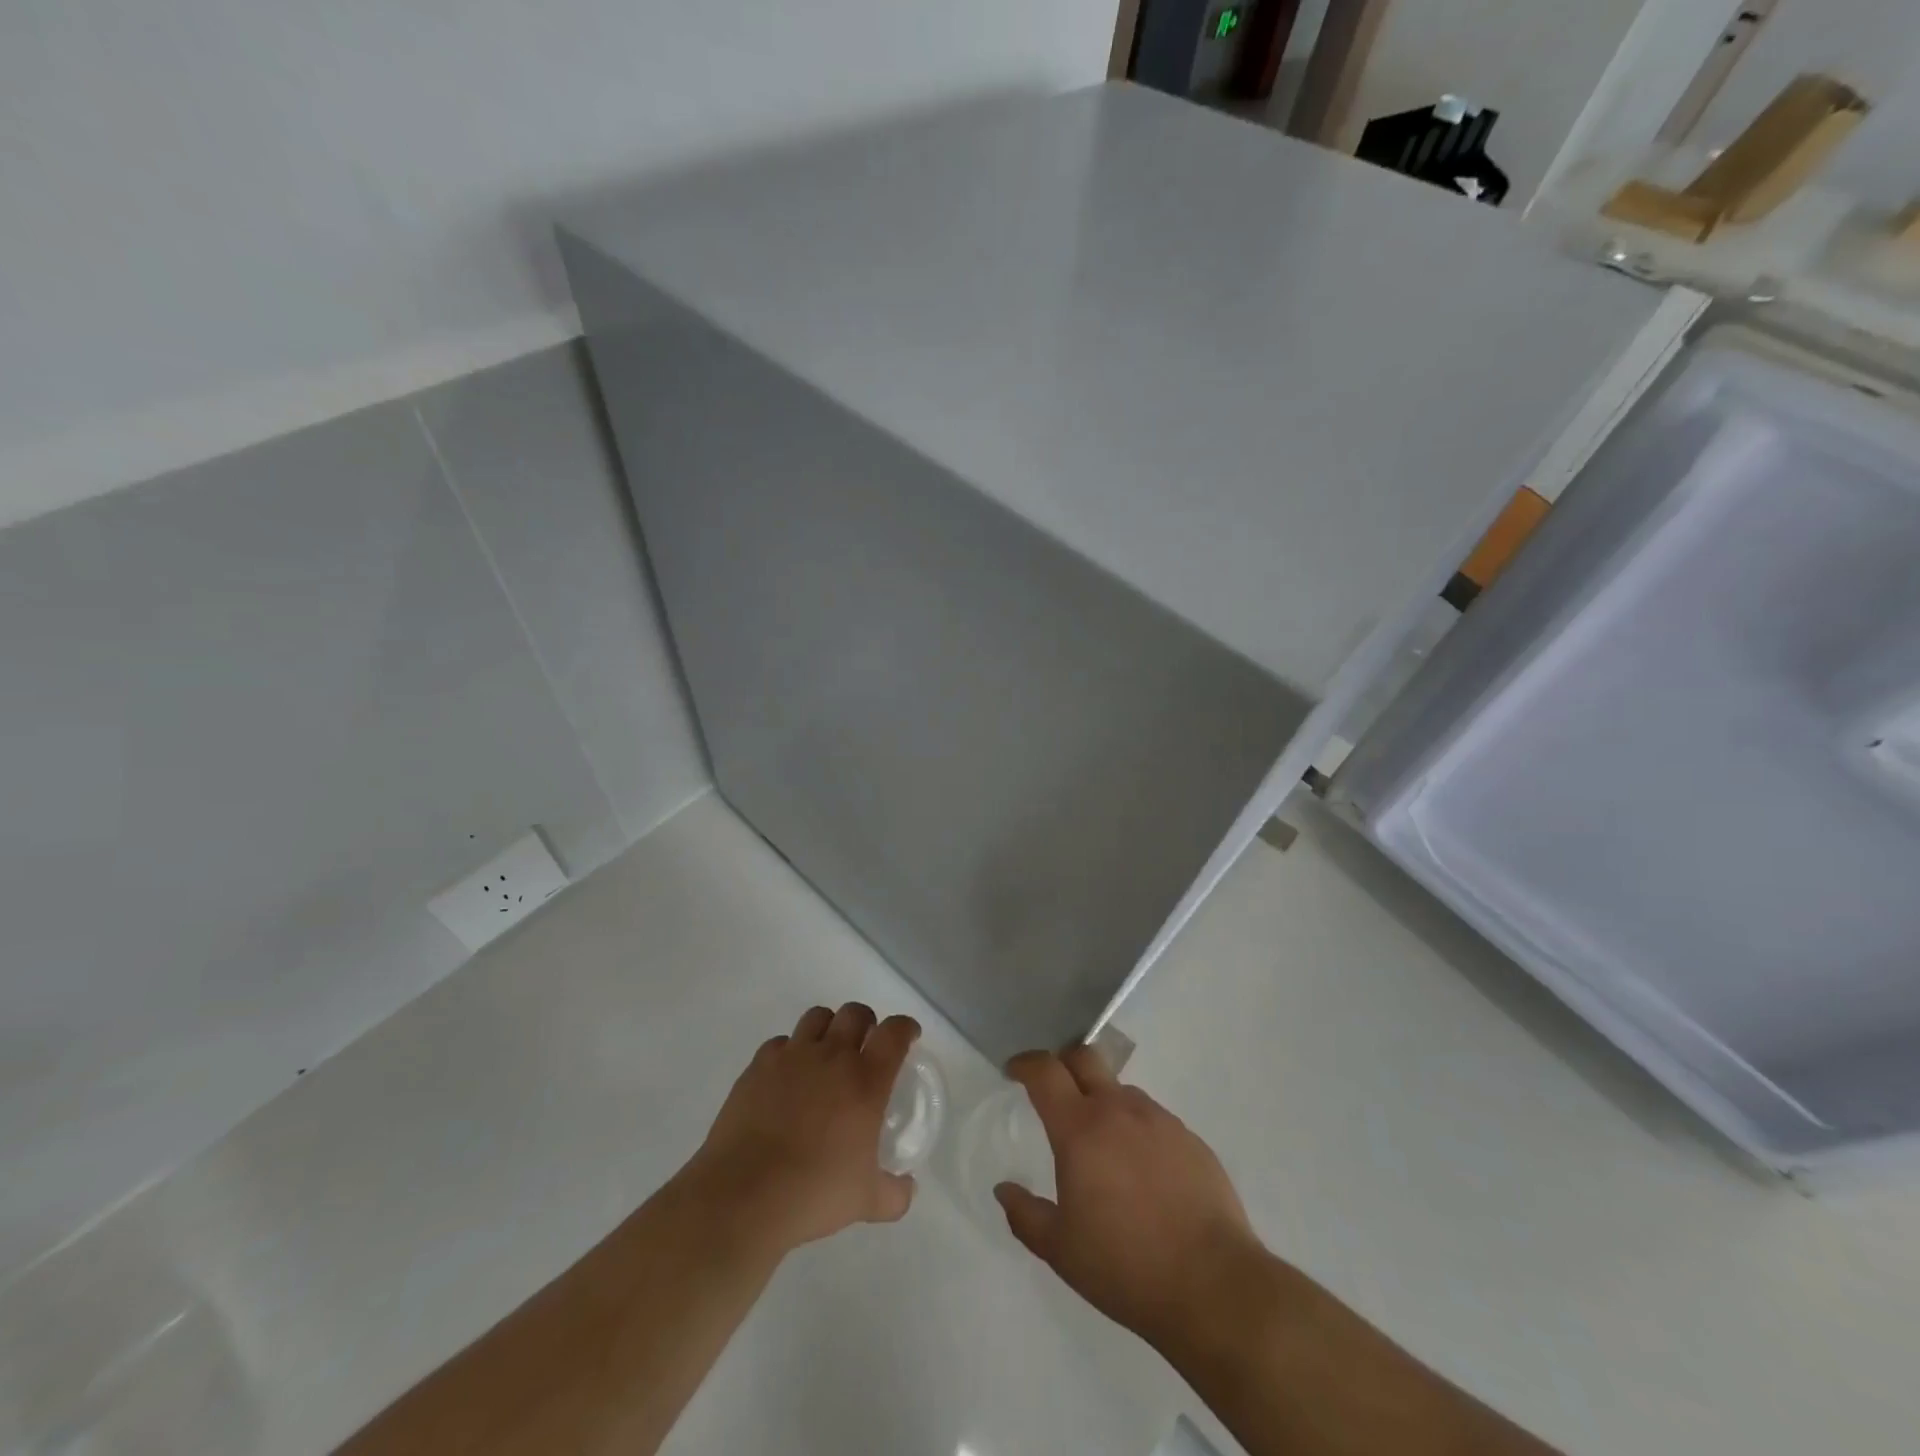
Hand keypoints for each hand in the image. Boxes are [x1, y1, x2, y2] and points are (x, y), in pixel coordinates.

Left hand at [679, 1002, 920, 1256]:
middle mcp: (832, 1056)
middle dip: (866, 1023)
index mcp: (866, 1080)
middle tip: (865, 1047)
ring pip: (817, 1017)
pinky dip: (790, 1052)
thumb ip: (894, 1193)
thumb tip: (906, 1188)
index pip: (894, 1032)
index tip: (908, 1037)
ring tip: (826, 1054)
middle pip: (855, 1013)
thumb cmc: (814, 1193)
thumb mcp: (866, 1201)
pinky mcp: (758, 1065)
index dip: (905, 1028)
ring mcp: (792, 1056)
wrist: (744, 1195)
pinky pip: (781, 1043)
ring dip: (829, 1028)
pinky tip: (788, 1077)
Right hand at [994, 1046, 1262, 1355]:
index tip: (1014, 1070)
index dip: (1025, 1063)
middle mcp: (1118, 1110)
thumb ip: (1026, 1215)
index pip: (1045, 1072)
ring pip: (1121, 1091)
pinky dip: (1136, 1130)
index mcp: (1080, 1129)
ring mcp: (1159, 1120)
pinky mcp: (1190, 1138)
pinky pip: (1153, 1119)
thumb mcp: (1061, 1251)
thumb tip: (1004, 1190)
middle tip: (1053, 1090)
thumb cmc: (1125, 1266)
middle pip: (1085, 1058)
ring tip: (1102, 1146)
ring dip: (1102, 1102)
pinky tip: (1142, 1172)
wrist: (1213, 1285)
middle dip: (1063, 1063)